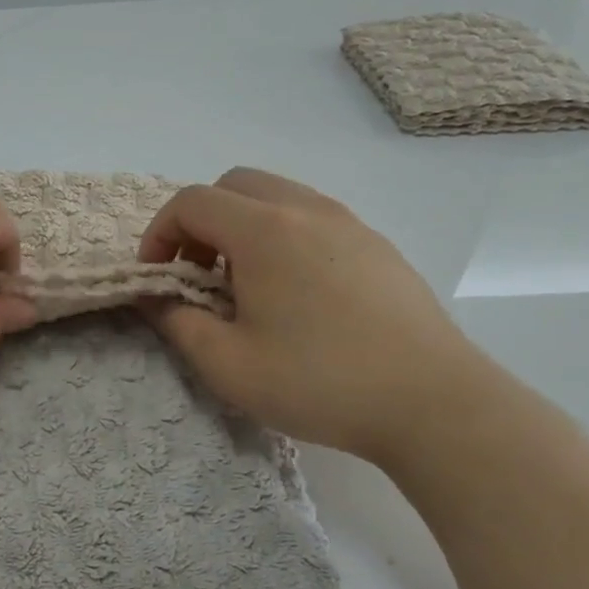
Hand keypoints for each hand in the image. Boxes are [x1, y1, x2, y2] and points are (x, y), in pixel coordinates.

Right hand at [138, 167, 492, 464]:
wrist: (433, 403)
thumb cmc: (319, 382)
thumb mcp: (227, 365)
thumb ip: (176, 322)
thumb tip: (155, 297)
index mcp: (265, 231)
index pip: (192, 202)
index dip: (159, 234)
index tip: (156, 278)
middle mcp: (306, 210)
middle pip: (234, 185)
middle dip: (200, 222)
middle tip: (197, 273)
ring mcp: (349, 223)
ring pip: (277, 197)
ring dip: (242, 227)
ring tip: (244, 284)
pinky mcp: (378, 246)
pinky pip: (313, 218)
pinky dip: (283, 236)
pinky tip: (294, 293)